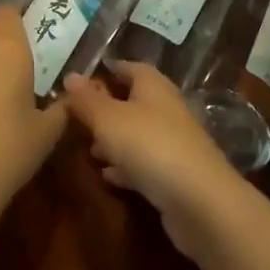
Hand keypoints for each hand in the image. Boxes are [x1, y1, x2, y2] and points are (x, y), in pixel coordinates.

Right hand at [63, 61, 246, 262]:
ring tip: (88, 150)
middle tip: (76, 121)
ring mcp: (173, 142)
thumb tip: (70, 76)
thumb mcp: (108, 119)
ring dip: (113, 141)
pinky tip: (108, 177)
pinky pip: (145, 163)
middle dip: (105, 109)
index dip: (104, 72)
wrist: (199, 201)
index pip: (127, 67)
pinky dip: (126, 167)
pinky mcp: (175, 174)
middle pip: (132, 101)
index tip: (78, 83)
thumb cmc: (150, 146)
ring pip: (137, 133)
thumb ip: (87, 100)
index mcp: (153, 86)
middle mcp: (166, 108)